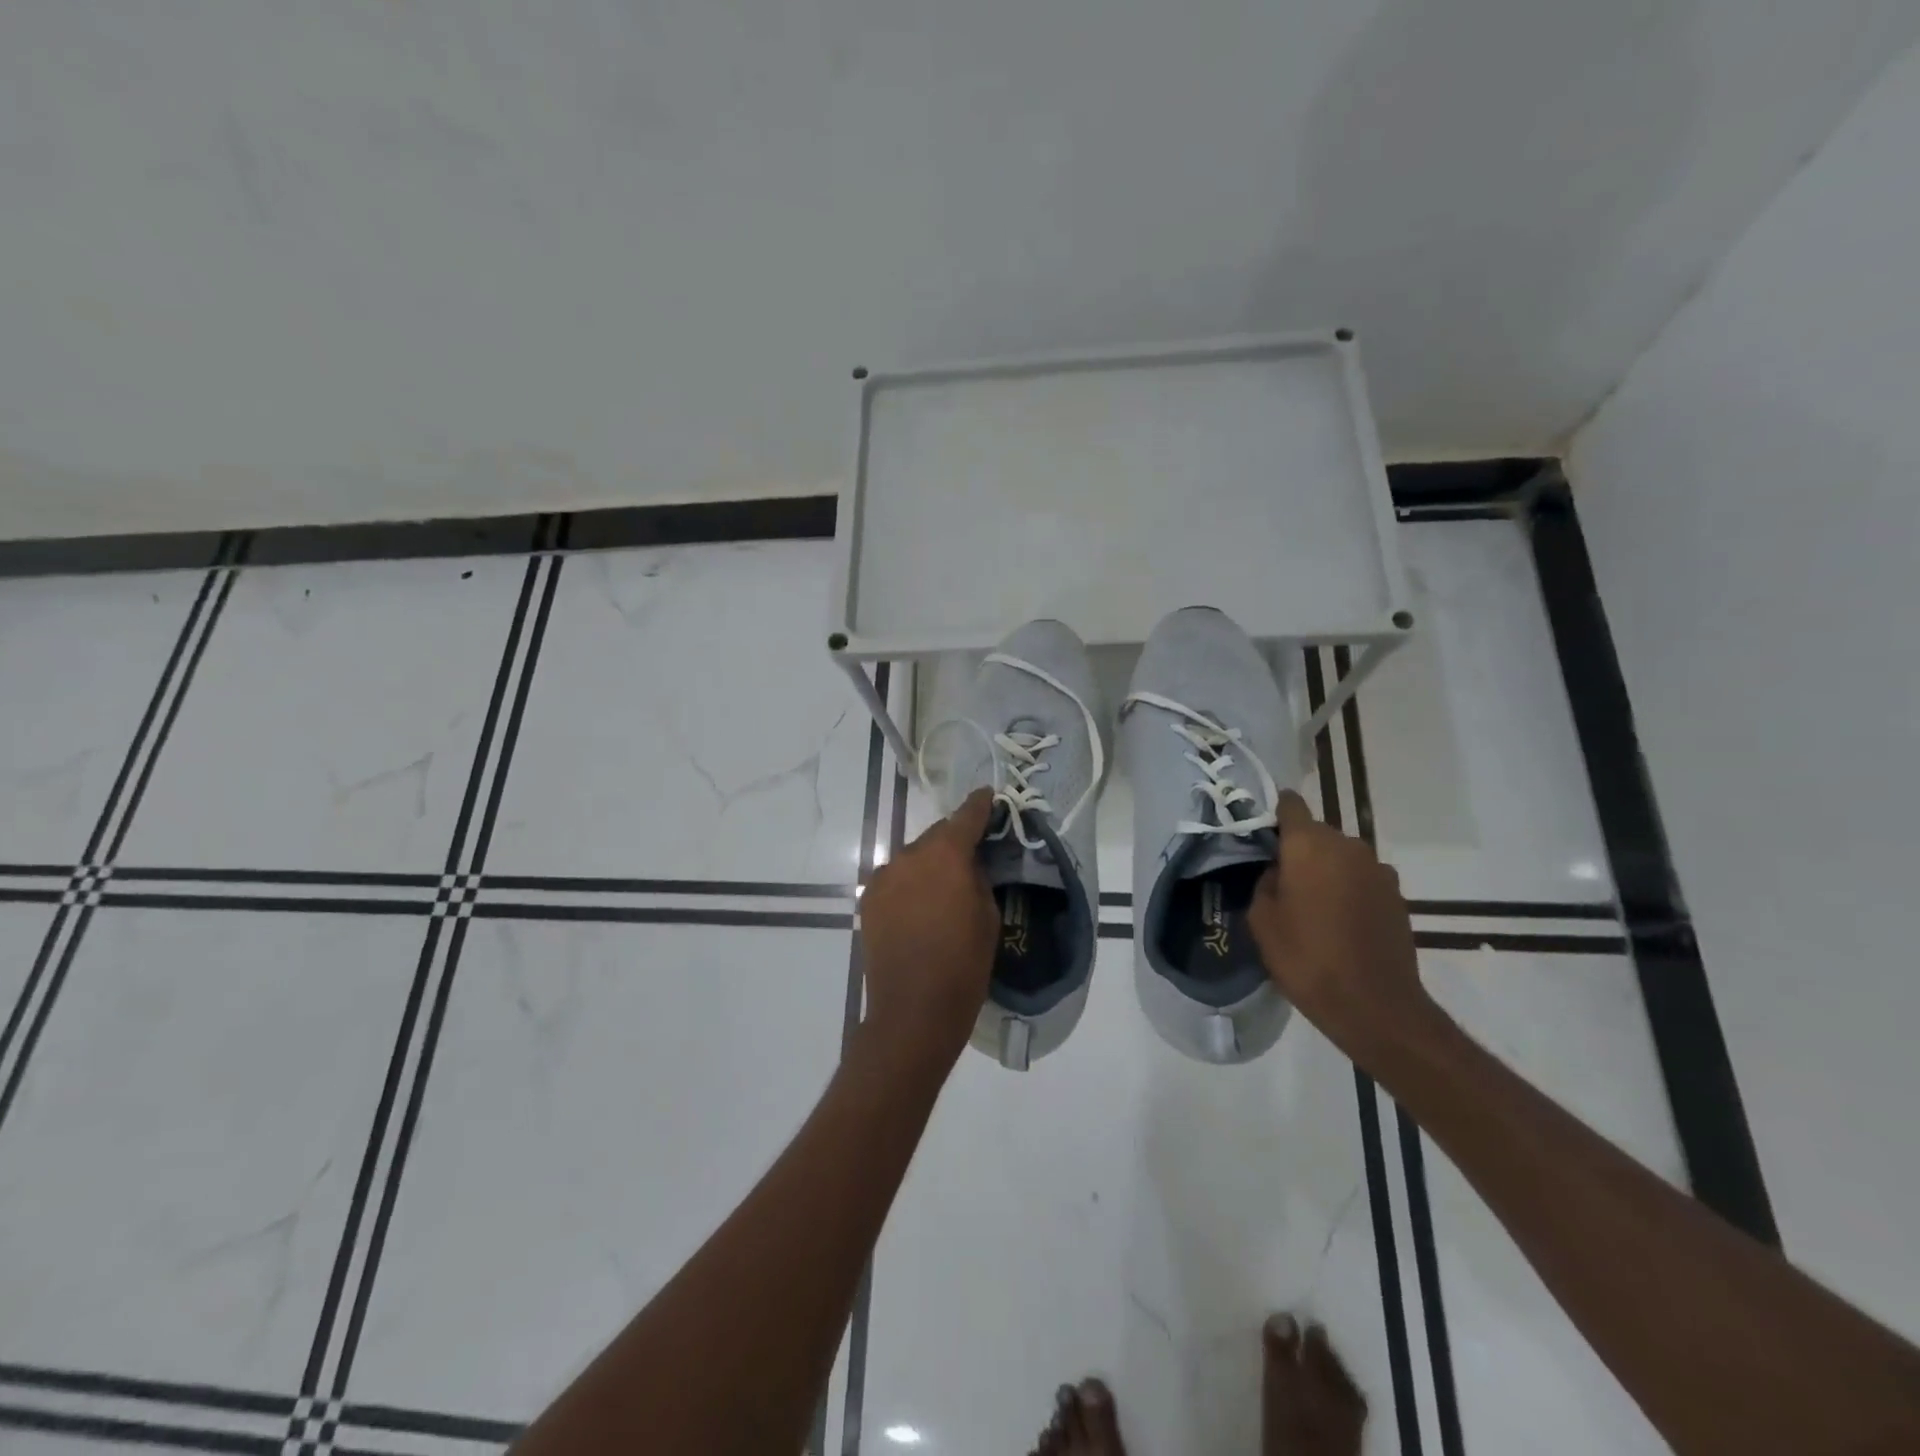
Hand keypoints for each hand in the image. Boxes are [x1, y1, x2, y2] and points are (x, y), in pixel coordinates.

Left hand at [858, 789, 998, 1064]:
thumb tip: (969, 863)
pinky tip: (920, 905)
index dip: (980, 805)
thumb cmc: (963, 965)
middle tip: (971, 857)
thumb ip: (978, 878)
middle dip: (954, 841)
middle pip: (936, 835)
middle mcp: (909, 855)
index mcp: (945, 855)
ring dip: (930, 864)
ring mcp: (884, 877)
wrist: (913, 1011)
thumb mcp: (988, 916)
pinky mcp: (870, 899)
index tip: (988, 796)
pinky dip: (910, 882)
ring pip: (914, 857)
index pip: (966, 816)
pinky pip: (896, 878)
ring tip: (944, 888)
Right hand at [1249, 790, 1437, 1062]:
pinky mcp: (1397, 895)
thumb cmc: (1306, 957)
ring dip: (1326, 871)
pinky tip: (1339, 922)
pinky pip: (1362, 879)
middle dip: (1299, 849)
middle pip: (1317, 833)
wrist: (1374, 1006)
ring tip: (1312, 905)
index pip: (1290, 805)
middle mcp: (1348, 847)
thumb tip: (1279, 872)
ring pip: (1341, 857)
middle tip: (1281, 880)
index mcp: (1309, 845)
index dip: (1274, 812)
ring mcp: (1378, 870)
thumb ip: (1265, 882)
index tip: (1262, 831)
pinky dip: (1349, 890)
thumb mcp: (1262, 920)